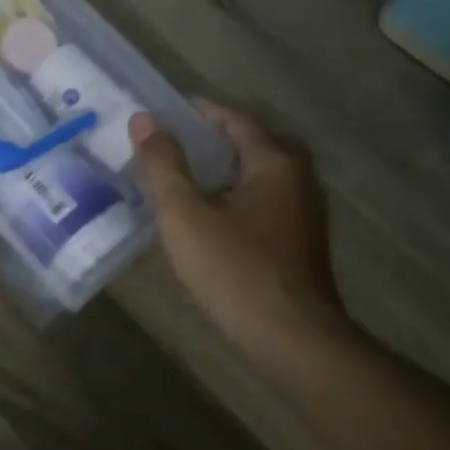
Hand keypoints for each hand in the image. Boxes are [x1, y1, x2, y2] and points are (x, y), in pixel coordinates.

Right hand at [129, 100, 351, 352]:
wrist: (293, 338)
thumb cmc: (236, 269)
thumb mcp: (185, 215)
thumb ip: (163, 165)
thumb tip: (144, 120)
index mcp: (274, 161)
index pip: (235, 119)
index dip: (200, 112)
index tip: (167, 111)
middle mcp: (298, 178)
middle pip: (252, 144)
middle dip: (215, 139)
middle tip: (175, 142)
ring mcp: (305, 212)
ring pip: (260, 175)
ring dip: (225, 169)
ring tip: (185, 176)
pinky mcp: (301, 242)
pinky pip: (265, 201)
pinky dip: (236, 195)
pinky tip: (211, 216)